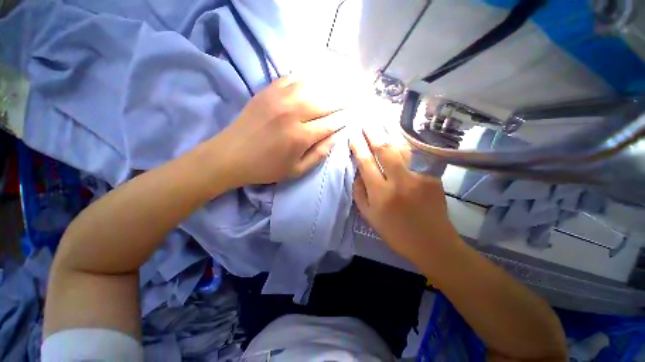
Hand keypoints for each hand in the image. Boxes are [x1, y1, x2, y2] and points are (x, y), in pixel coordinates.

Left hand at [212, 76, 346, 186]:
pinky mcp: (267, 90)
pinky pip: (293, 77)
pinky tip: (314, 82)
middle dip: (341, 102)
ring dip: (328, 87)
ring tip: (338, 89)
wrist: (231, 156)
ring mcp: (279, 98)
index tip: (351, 116)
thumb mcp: (296, 170)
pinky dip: (307, 78)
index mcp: (300, 136)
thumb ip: (319, 154)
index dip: (343, 119)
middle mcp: (293, 113)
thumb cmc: (266, 168)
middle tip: (350, 101)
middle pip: (325, 102)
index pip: (331, 123)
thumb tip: (336, 137)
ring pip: (312, 85)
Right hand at [350, 125, 460, 265]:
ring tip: (382, 123)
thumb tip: (358, 173)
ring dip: (390, 134)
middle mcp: (399, 182)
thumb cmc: (396, 233)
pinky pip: (416, 159)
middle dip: (373, 134)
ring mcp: (419, 177)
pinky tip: (401, 141)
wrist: (433, 244)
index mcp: (381, 194)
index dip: (358, 147)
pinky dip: (406, 148)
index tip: (353, 136)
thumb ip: (360, 193)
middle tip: (366, 122)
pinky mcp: (433, 177)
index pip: (366, 163)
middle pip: (384, 150)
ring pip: (402, 149)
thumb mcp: (370, 217)